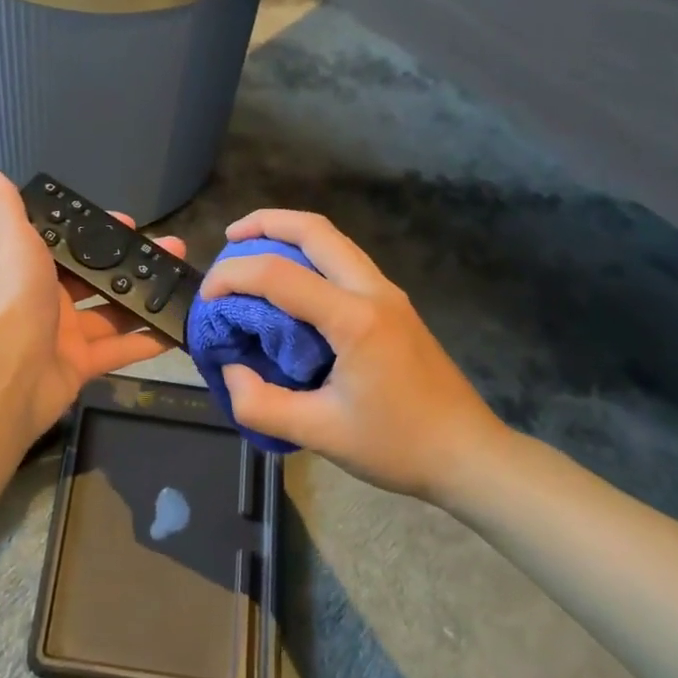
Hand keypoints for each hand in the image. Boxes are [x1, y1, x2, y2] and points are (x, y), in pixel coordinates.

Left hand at [0, 168, 186, 442]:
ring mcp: (64, 333)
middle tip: (170, 248)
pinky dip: (147, 340)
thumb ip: (5, 207)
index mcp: (26, 266)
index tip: (129, 222)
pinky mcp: (81, 364)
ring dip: (145, 296)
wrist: (5, 375)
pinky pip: (119, 349)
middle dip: (130, 262)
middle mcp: (44, 297)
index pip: (66, 242)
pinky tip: (179, 326)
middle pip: (95, 275)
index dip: (96, 232)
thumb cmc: (12, 299)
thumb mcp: (10, 240)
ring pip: (112, 311)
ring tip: (182, 279)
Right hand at [199, 209, 509, 504]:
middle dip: (265, 222)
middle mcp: (373, 291)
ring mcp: (388, 294)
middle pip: (315, 230)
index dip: (234, 276)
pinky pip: (344, 260)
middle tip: (229, 237)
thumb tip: (230, 371)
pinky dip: (309, 254)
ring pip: (333, 239)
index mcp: (354, 319)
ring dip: (289, 234)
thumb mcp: (321, 434)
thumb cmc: (398, 445)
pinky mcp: (394, 305)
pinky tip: (291, 284)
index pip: (279, 275)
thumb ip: (262, 404)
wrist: (470, 455)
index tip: (207, 297)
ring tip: (253, 250)